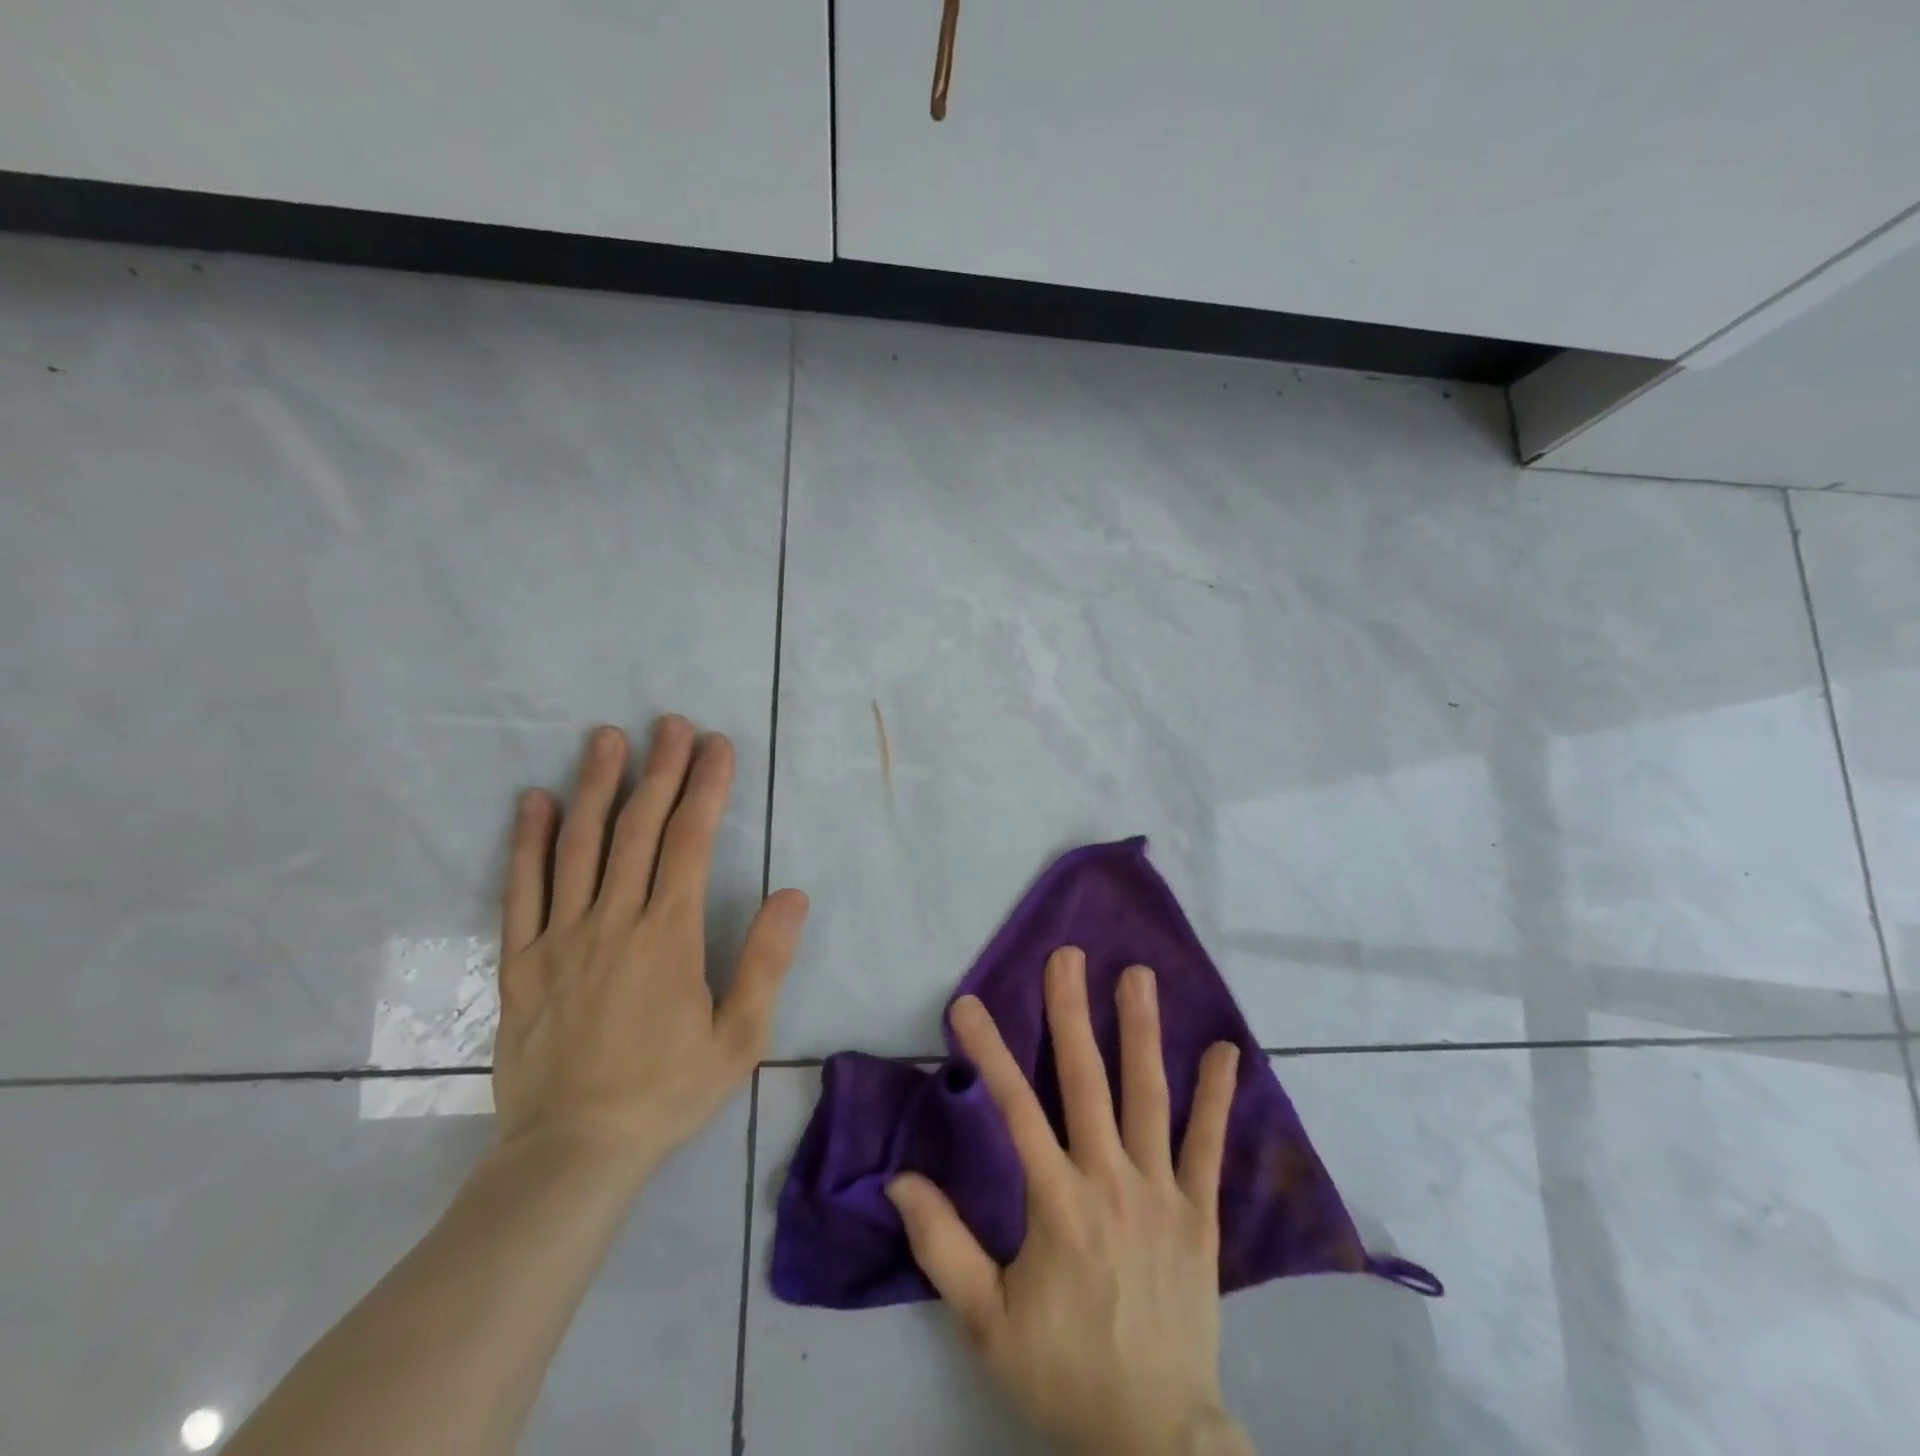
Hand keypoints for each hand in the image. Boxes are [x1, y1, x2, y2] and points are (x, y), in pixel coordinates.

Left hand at [492, 717, 807, 1180]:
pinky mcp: (520, 961)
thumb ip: (765, 962)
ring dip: (596, 786)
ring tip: (607, 738)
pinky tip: (536, 802)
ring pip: (579, 845)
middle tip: (670, 723)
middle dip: (658, 770)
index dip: (705, 787)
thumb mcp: (740, 1038)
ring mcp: (560, 937)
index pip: (689, 841)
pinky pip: (521, 889)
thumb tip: (792, 894)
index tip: (716, 746)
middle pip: (637, 828)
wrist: (571, 1153)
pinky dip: (528, 841)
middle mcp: (613, 921)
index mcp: (668, 935)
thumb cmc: (666, 1092)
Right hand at [887, 948, 1251, 1455]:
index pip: (1015, 1109)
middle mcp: (1111, 1181)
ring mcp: (1162, 1192)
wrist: (1156, 1437)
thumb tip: (900, 1180)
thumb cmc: (1064, 1373)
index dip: (989, 1051)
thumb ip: (943, 1247)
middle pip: (1087, 1082)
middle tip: (1067, 956)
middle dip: (1072, 1014)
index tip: (968, 1002)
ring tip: (1138, 975)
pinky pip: (1210, 1147)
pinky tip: (1226, 1051)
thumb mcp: (986, 1323)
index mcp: (1057, 1203)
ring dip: (1142, 1032)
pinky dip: (1217, 1098)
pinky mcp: (1200, 1213)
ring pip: (1149, 1098)